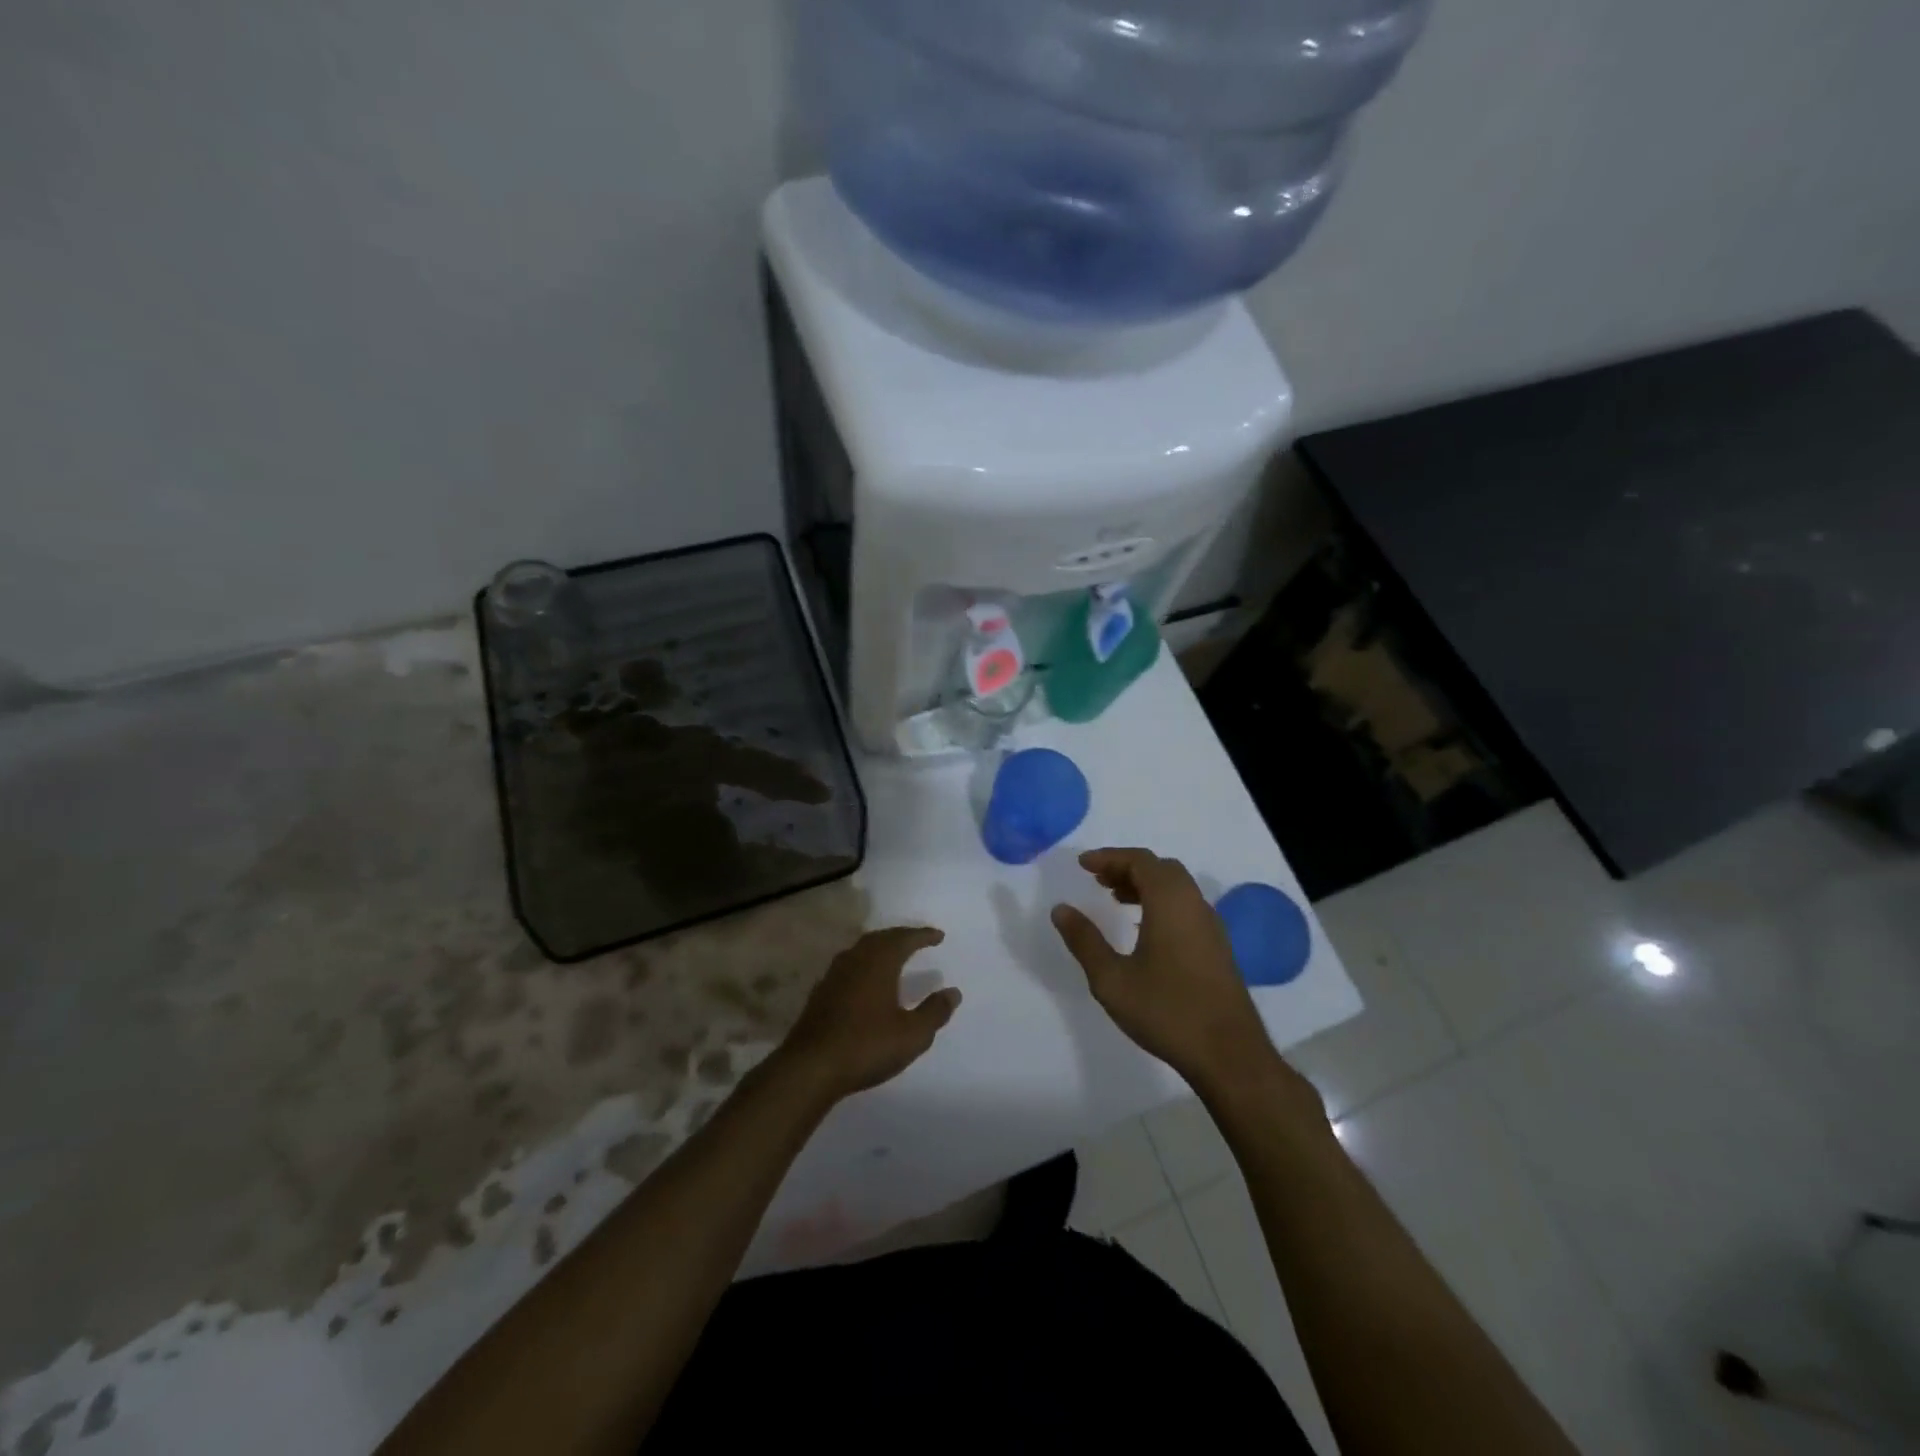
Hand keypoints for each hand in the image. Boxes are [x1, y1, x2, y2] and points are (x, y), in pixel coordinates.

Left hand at [777, 928, 961, 1102]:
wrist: (810, 1067)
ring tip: (893, 955)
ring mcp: (834, 975)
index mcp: (879, 962)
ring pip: (861, 950)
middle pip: (880, 938)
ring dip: (880, 948)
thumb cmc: (866, 1046)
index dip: (922, 936)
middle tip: (916, 940)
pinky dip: (864, 965)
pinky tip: (865, 981)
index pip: (904, 939)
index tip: (938, 936)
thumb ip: (934, 1012)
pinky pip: (848, 966)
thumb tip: (953, 992)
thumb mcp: (911, 1034)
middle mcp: (855, 960)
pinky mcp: (820, 993)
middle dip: (900, 937)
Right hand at [1052, 849, 1308, 1103]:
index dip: (1109, 857)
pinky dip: (1161, 902)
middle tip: (1098, 880)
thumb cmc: (1166, 1011)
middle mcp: (1194, 904)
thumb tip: (1061, 909)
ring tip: (1115, 899)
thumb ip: (1084, 940)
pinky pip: (1186, 906)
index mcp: (1170, 902)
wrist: (1229, 1055)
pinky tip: (1143, 929)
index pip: (1140, 861)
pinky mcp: (1217, 947)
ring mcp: (1210, 926)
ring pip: (1176, 887)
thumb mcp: (1111, 979)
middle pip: (1160, 869)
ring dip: (1145, 885)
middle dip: (1127, 867)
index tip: (1083, 864)